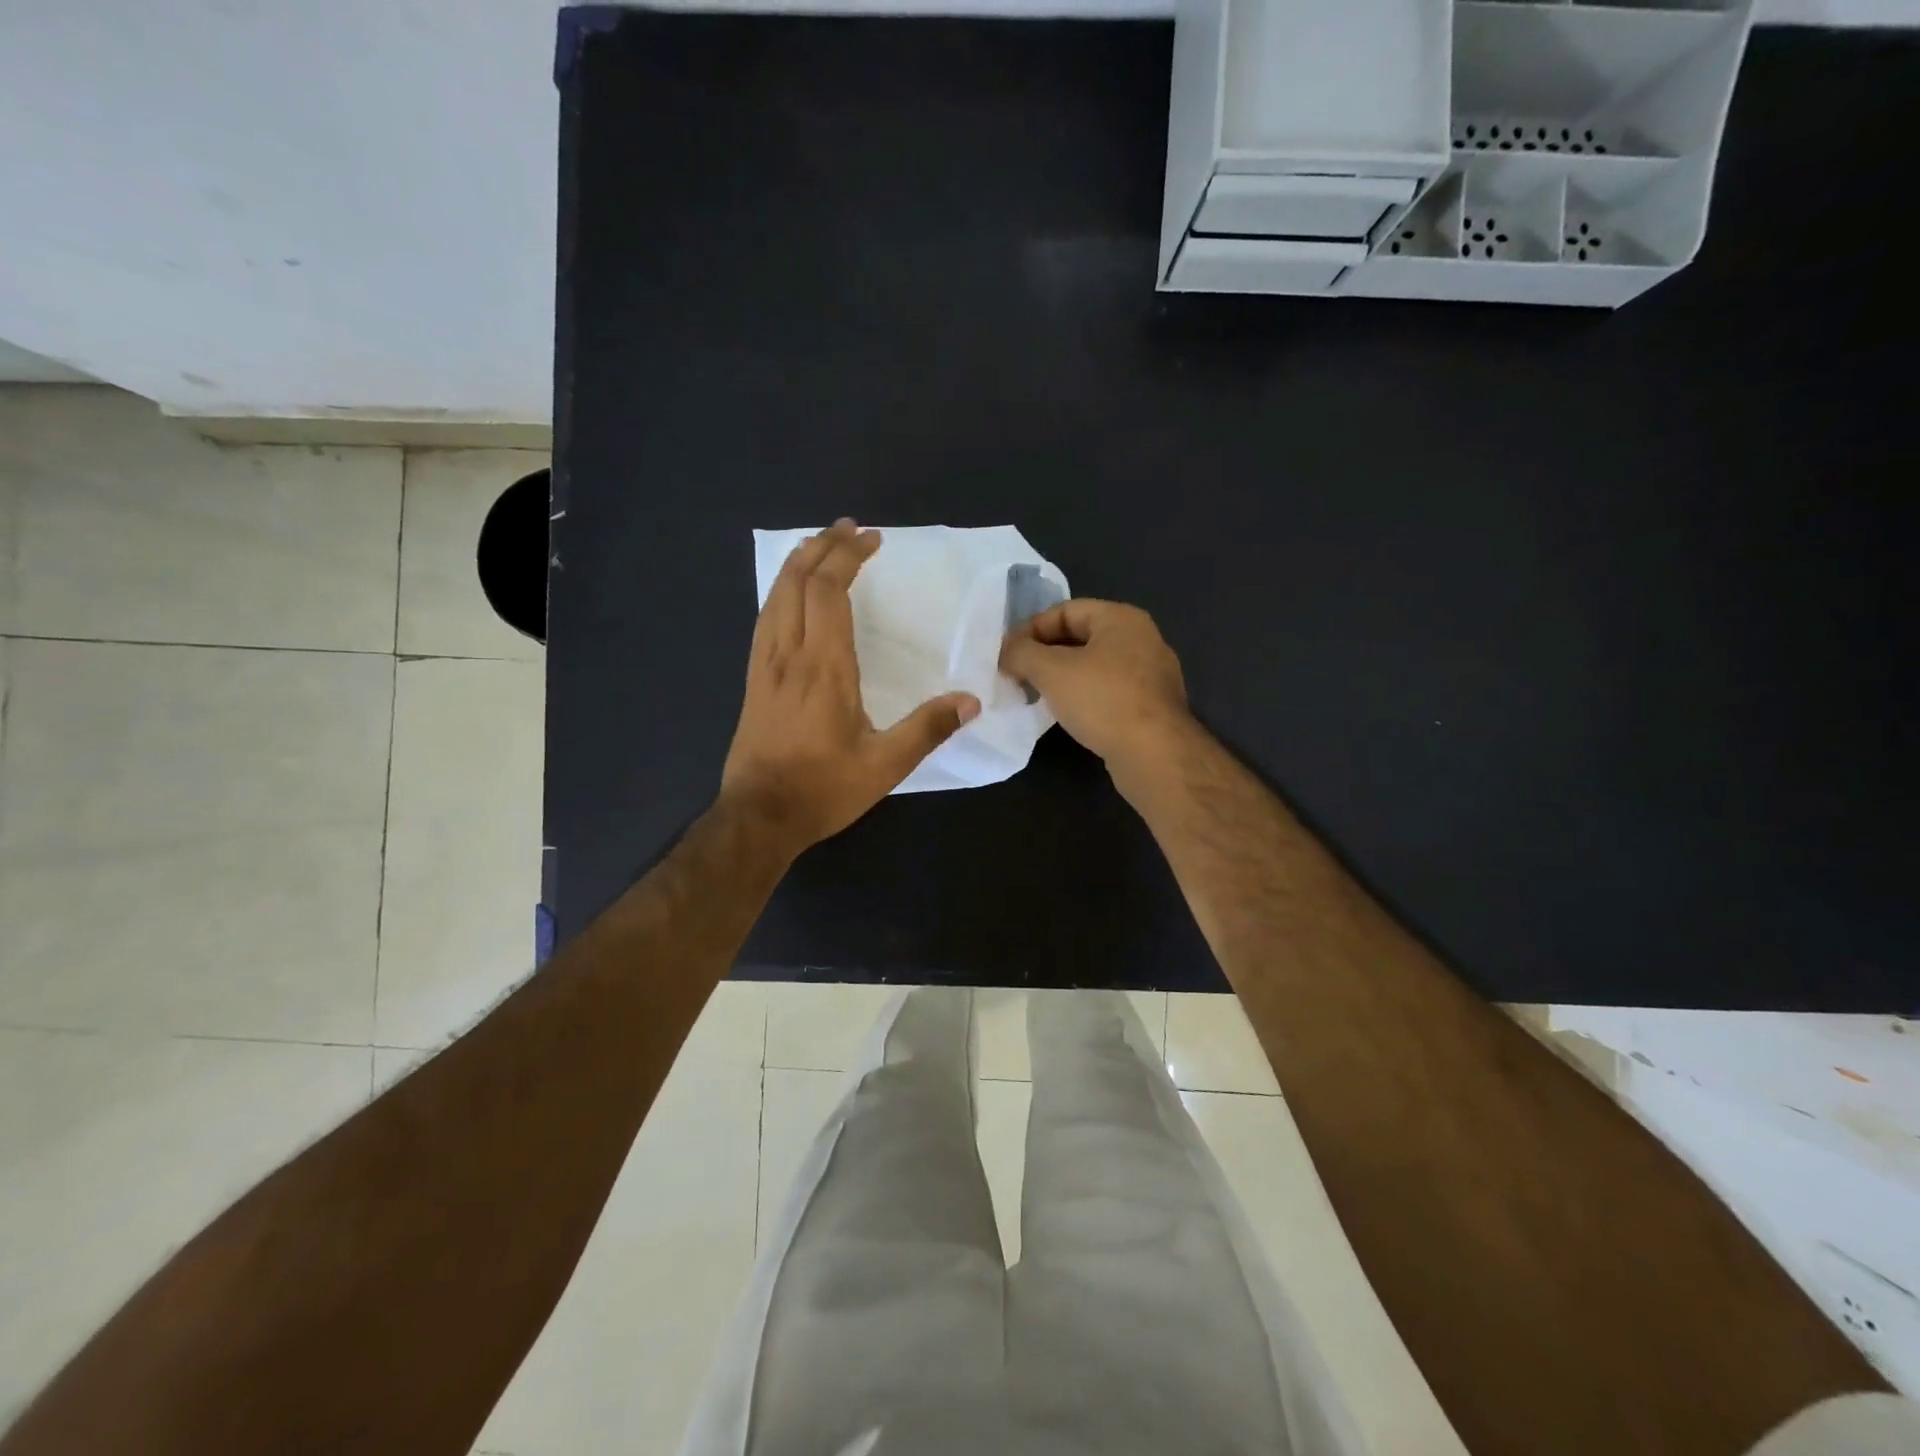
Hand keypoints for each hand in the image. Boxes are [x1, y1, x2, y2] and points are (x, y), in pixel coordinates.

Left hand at [722, 520, 979, 856]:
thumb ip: (928, 729)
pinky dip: (781, 592)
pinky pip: (765, 619)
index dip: (848, 557)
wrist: (758, 817)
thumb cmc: (823, 789)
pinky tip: (790, 596)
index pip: (829, 591)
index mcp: (824, 667)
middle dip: (822, 546)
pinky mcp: (753, 680)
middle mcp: (789, 654)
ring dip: (798, 564)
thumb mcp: (885, 766)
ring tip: (820, 547)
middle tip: (848, 528)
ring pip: (775, 596)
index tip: (871, 539)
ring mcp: (764, 666)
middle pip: (797, 581)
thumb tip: (970, 700)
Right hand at [1000, 598, 1192, 773]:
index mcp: (1121, 618)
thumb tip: (1007, 653)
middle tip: (1017, 675)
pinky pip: (1109, 691)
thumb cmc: (1103, 700)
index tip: (1007, 654)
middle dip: (1045, 654)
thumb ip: (1022, 653)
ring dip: (1062, 678)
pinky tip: (1067, 715)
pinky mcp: (1152, 706)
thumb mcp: (1051, 670)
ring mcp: (1151, 674)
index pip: (1065, 610)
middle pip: (1080, 637)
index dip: (1031, 629)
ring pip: (1094, 666)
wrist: (1154, 754)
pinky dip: (1084, 697)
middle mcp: (1141, 639)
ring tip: (1036, 696)